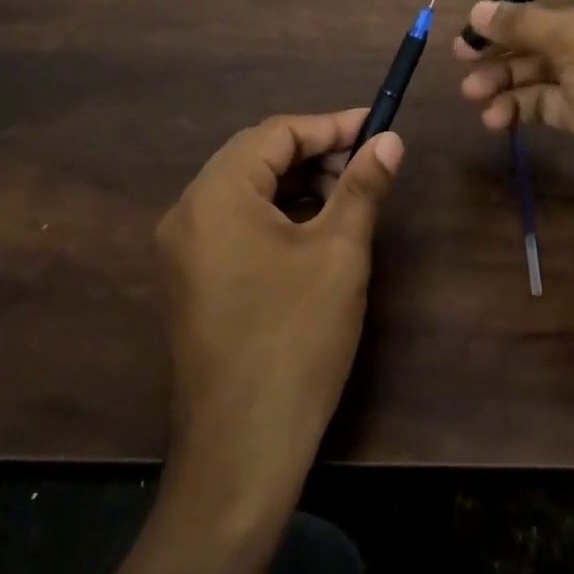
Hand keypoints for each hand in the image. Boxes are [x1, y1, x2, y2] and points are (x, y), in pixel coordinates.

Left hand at [154, 110, 401, 518]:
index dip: (330, 125)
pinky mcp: (190, 279)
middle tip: (366, 162)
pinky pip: (234, 223)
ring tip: (346, 195)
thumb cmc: (296, 337)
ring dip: (296, 182)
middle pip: (255, 156)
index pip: (276, 133)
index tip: (377, 127)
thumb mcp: (339, 252)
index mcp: (216, 194)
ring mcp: (182, 249)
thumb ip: (362, 185)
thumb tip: (390, 140)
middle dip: (314, 152)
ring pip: (245, 189)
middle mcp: (187, 212)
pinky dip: (275, 213)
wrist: (242, 449)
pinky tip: (312, 228)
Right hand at [456, 0, 573, 248]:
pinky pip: (552, 100)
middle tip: (463, 51)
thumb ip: (524, 23)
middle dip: (508, 37)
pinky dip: (523, 106)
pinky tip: (496, 120)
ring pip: (548, 65)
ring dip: (508, 76)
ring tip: (471, 92)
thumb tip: (478, 10)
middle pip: (556, 22)